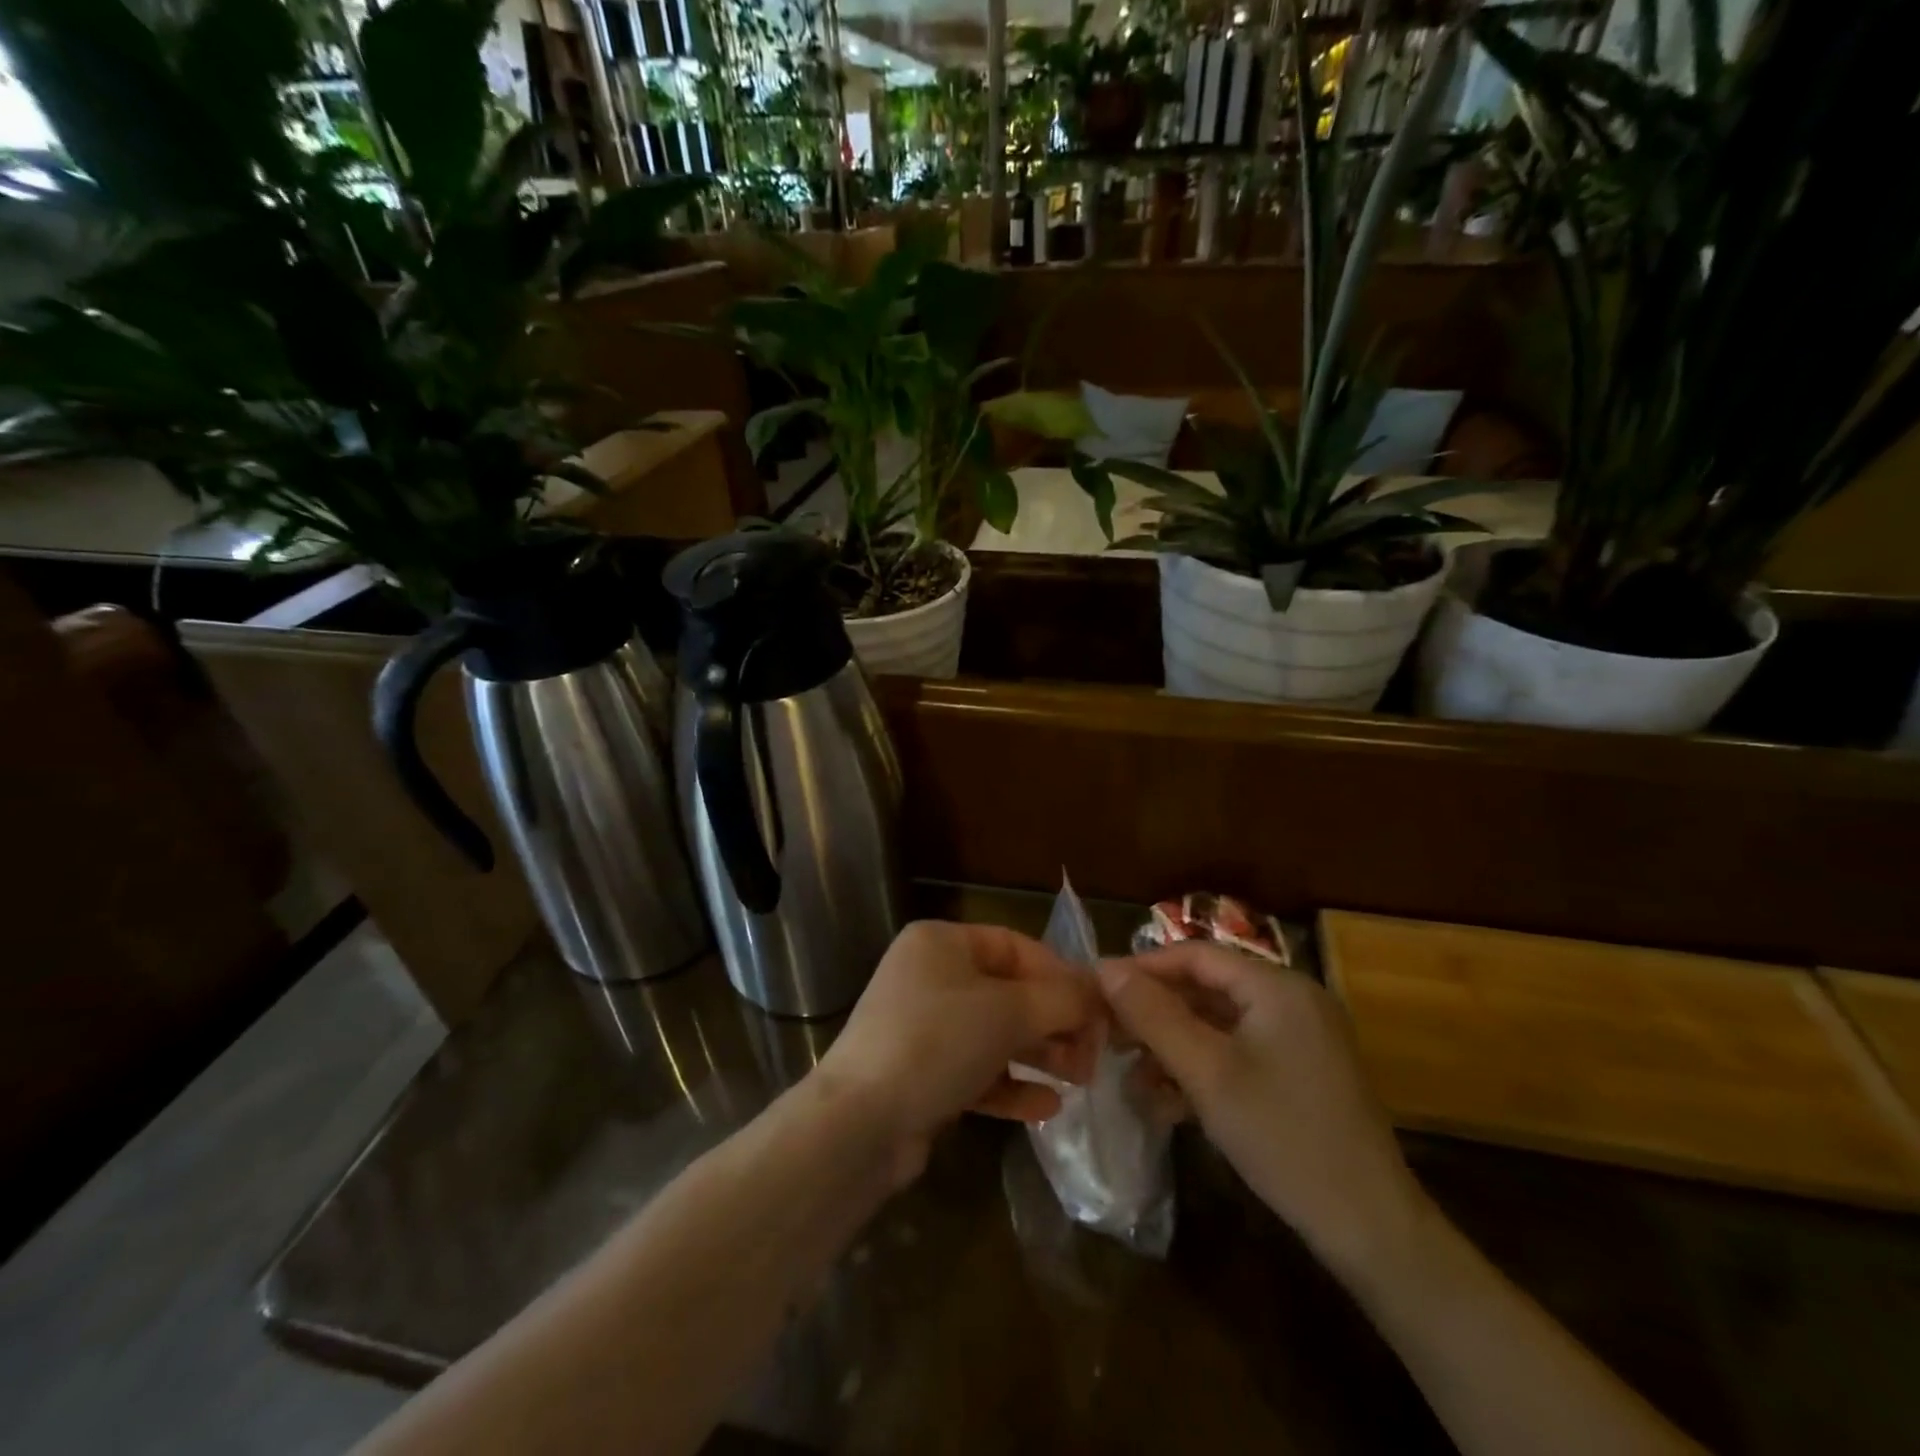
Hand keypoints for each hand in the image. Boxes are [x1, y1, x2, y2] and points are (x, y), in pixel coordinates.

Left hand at [817, 921, 1101, 1182]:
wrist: (861, 1123)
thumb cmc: (937, 1043)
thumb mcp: (1008, 1011)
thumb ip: (1061, 999)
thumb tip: (1099, 995)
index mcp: (942, 943)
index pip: (1016, 946)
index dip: (1060, 974)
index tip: (1098, 1008)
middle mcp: (930, 977)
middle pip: (1008, 992)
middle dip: (1054, 1021)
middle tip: (1093, 1053)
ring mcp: (923, 1028)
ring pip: (995, 1034)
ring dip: (1039, 1054)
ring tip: (1079, 1079)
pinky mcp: (921, 1075)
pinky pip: (977, 1071)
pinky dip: (1011, 1085)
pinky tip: (1047, 1107)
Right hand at [1097, 944, 1426, 1278]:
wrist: (1371, 1229)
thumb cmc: (1283, 1136)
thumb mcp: (1206, 1072)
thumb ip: (1153, 1015)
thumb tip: (1105, 967)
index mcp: (1277, 987)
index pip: (1196, 955)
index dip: (1143, 967)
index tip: (1098, 989)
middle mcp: (1292, 1001)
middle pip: (1207, 988)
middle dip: (1156, 1011)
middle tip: (1109, 1033)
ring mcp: (1301, 1039)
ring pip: (1220, 1024)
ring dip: (1175, 1044)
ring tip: (1133, 1072)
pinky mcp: (1302, 1074)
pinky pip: (1240, 1053)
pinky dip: (1203, 1068)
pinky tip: (1169, 1100)